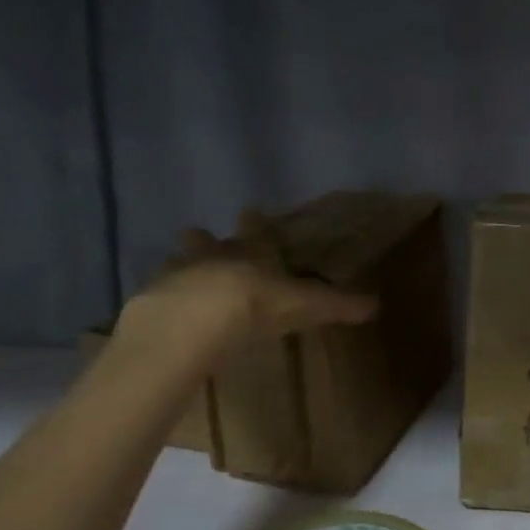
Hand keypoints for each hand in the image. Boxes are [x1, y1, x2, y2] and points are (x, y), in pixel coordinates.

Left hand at [114, 226, 375, 373]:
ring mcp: (179, 274)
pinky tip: (155, 303)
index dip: (256, 224)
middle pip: (209, 242)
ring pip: (179, 261)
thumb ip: (338, 305)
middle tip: (200, 233)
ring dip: (180, 262)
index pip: (257, 233)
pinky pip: (156, 291)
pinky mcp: (153, 298)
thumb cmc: (258, 303)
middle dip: (207, 239)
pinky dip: (158, 295)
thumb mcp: (307, 305)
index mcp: (253, 253)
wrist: (198, 318)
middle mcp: (215, 256)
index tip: (251, 210)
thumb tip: (377, 304)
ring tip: (175, 265)